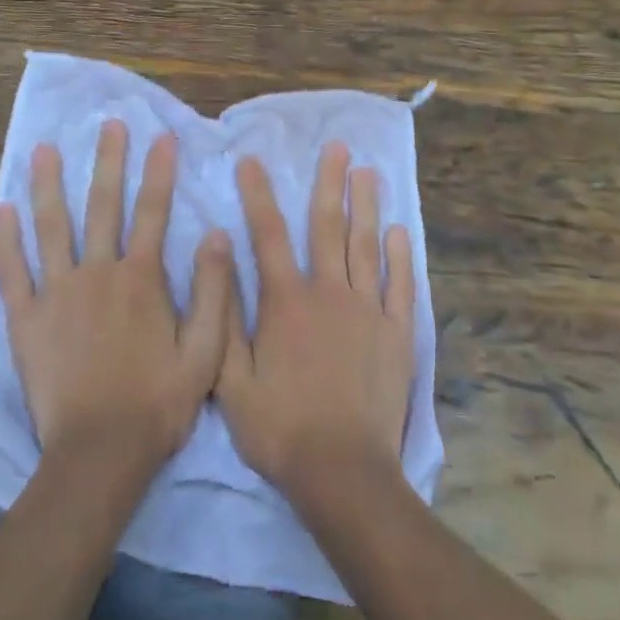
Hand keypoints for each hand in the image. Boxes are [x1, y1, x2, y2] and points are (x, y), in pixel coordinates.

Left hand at [0, 120, 232, 476]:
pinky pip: (12, 272)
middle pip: (103, 206)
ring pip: (51, 227)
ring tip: (43, 149)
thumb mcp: (206, 352)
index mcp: (141, 279)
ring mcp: (57, 293)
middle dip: (108, 161)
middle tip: (108, 124)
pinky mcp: (26, 319)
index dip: (159, 172)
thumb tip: (217, 235)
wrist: (100, 453)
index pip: (154, 212)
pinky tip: (1, 209)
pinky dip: (5, 240)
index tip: (162, 136)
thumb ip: (214, 292)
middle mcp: (98, 273)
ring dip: (48, 185)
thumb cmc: (157, 403)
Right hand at [216, 142, 416, 506]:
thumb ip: (224, 314)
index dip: (257, 195)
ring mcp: (367, 310)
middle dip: (329, 182)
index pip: (267, 235)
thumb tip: (218, 255)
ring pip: (366, 245)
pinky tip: (400, 230)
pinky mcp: (397, 333)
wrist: (343, 472)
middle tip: (337, 147)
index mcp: (286, 301)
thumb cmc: (280, 427)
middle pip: (327, 226)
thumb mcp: (232, 379)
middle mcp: (328, 292)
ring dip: (366, 205)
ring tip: (368, 171)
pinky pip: (400, 284)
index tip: (252, 160)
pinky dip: (401, 255)